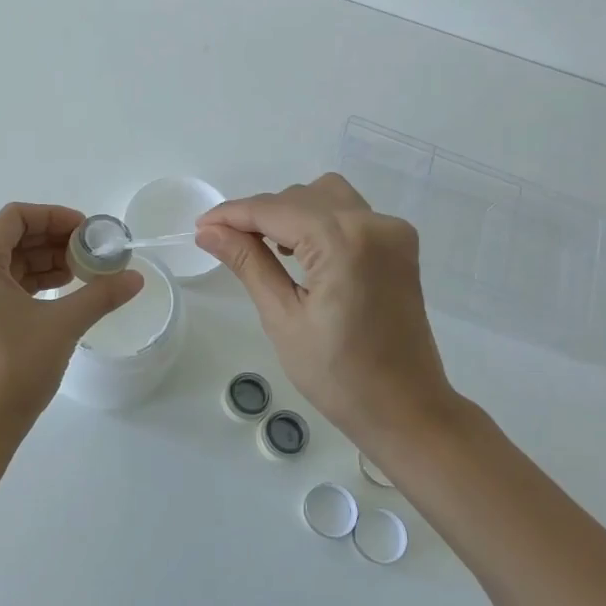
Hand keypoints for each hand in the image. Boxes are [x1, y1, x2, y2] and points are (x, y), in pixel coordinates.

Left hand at [0, 203, 143, 434]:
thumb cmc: (15, 366)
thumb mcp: (63, 324)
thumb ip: (101, 294)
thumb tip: (136, 278)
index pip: (16, 217)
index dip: (55, 217)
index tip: (87, 231)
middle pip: (9, 238)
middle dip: (52, 241)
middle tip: (90, 252)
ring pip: (4, 263)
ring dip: (42, 262)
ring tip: (82, 272)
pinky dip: (28, 283)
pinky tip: (59, 292)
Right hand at [196, 174, 453, 451]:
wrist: (405, 408)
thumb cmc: (338, 375)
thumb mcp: (282, 317)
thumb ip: (248, 263)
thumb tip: (208, 231)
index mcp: (343, 242)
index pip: (274, 209)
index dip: (232, 214)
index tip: (200, 226)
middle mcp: (373, 223)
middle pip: (300, 196)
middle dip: (259, 214)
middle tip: (226, 244)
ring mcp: (392, 231)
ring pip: (326, 197)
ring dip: (290, 212)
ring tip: (265, 249)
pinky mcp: (399, 245)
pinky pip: (350, 213)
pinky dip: (319, 221)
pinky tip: (301, 252)